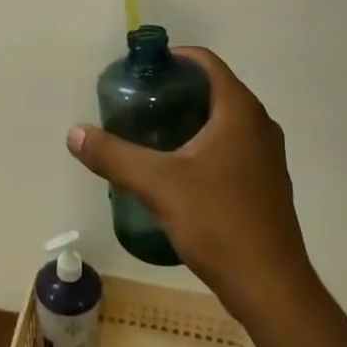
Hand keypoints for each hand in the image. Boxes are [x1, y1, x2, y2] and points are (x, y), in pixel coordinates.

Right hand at [66, 48, 314, 321]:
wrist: (272, 288)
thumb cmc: (219, 222)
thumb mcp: (158, 185)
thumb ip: (114, 155)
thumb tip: (74, 132)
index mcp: (239, 110)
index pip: (206, 62)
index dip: (174, 58)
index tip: (143, 71)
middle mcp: (260, 124)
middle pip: (215, 88)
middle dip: (177, 90)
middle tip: (140, 103)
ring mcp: (269, 155)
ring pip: (226, 120)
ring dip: (192, 118)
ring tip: (154, 134)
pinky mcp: (268, 183)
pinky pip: (234, 145)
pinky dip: (207, 143)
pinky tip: (181, 170)